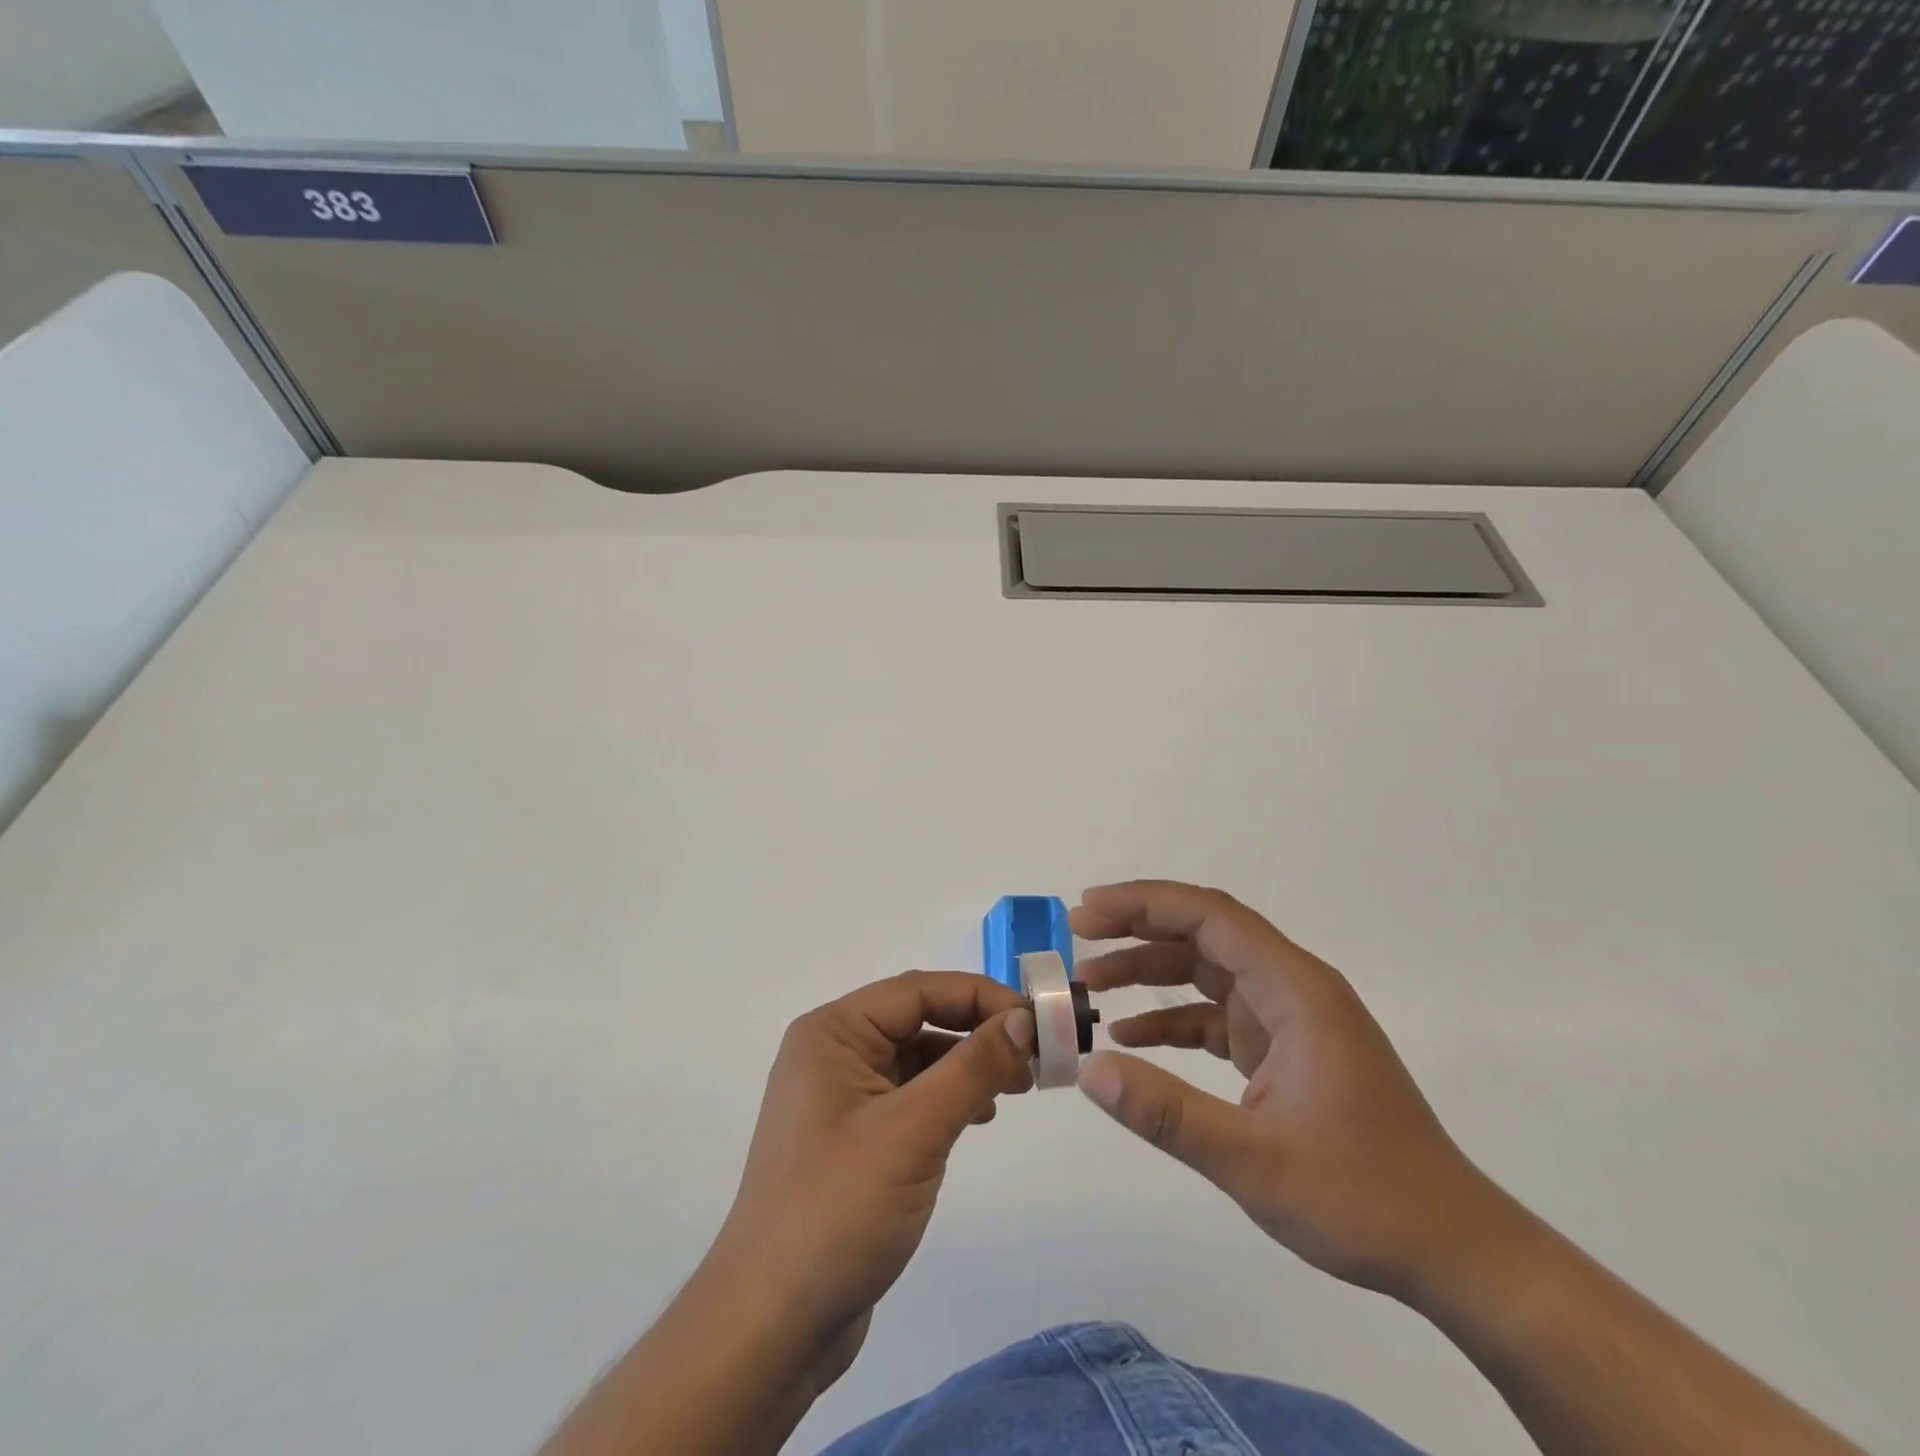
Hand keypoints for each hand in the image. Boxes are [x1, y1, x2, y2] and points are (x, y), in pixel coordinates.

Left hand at [705, 971, 1035, 1363]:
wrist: (771, 1326)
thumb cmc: (837, 1211)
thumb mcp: (913, 1132)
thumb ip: (972, 1068)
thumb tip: (1022, 1019)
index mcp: (832, 1033)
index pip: (917, 990)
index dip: (980, 997)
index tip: (1036, 1021)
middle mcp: (833, 1053)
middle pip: (918, 1019)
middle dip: (977, 1031)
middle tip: (1034, 1057)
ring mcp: (840, 1098)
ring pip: (917, 1058)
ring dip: (967, 1065)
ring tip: (1015, 1088)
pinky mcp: (853, 1139)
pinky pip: (910, 1096)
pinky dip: (948, 1097)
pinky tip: (978, 1116)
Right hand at [1073, 880, 1494, 1297]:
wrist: (1453, 1251)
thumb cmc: (1363, 1198)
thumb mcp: (1253, 1161)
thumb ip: (1167, 1113)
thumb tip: (1089, 1069)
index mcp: (1296, 990)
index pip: (1210, 917)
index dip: (1145, 903)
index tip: (1088, 910)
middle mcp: (1293, 988)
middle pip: (1205, 932)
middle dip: (1139, 927)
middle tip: (1078, 935)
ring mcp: (1290, 1018)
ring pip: (1207, 970)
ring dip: (1150, 971)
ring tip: (1091, 984)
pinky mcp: (1284, 1049)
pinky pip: (1217, 1014)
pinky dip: (1173, 1016)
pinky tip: (1132, 1036)